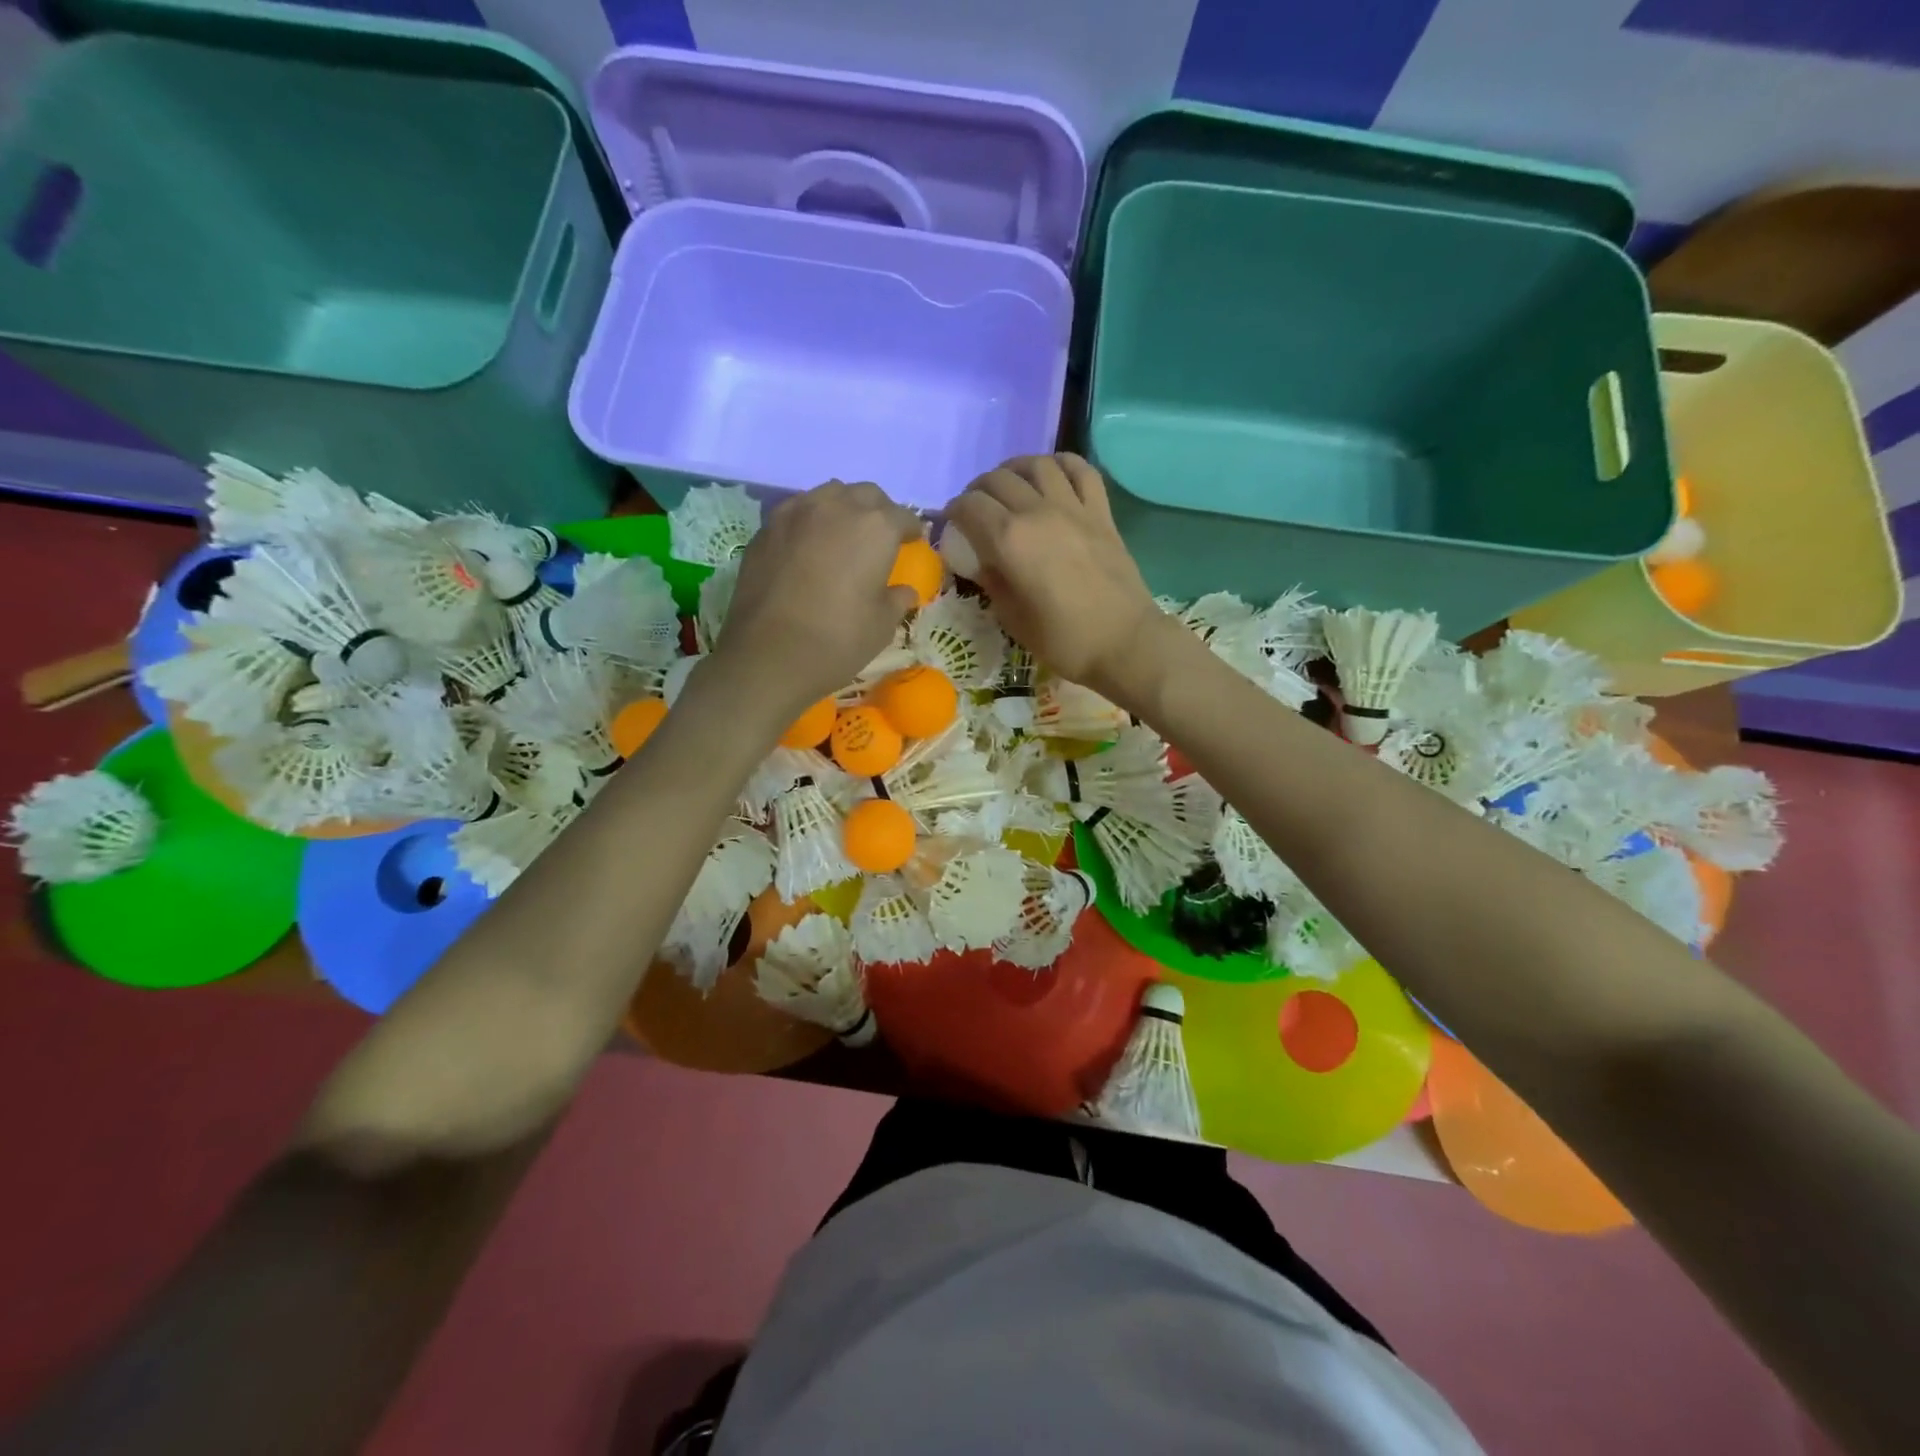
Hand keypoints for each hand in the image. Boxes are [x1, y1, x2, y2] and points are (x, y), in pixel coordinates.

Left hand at [712, 480, 921, 713]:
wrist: (768, 656)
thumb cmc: (838, 640)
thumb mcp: (882, 625)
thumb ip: (897, 600)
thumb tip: (904, 592)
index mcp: (874, 527)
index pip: (902, 516)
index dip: (910, 530)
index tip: (912, 542)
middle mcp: (835, 507)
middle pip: (864, 494)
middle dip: (877, 511)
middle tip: (879, 537)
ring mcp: (794, 514)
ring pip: (826, 496)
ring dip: (841, 509)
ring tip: (841, 536)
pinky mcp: (764, 531)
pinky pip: (795, 514)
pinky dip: (808, 524)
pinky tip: (807, 550)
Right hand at [948, 454, 1167, 701]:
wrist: (1124, 642)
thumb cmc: (1063, 640)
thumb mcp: (1012, 618)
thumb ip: (992, 582)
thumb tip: (982, 560)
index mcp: (1009, 540)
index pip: (969, 506)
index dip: (954, 511)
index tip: (952, 524)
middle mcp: (1037, 512)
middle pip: (998, 479)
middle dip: (978, 490)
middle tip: (977, 508)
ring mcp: (1073, 507)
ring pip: (1037, 465)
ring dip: (1015, 469)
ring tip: (1011, 486)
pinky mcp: (1101, 512)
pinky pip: (1080, 470)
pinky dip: (1061, 464)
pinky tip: (1053, 475)